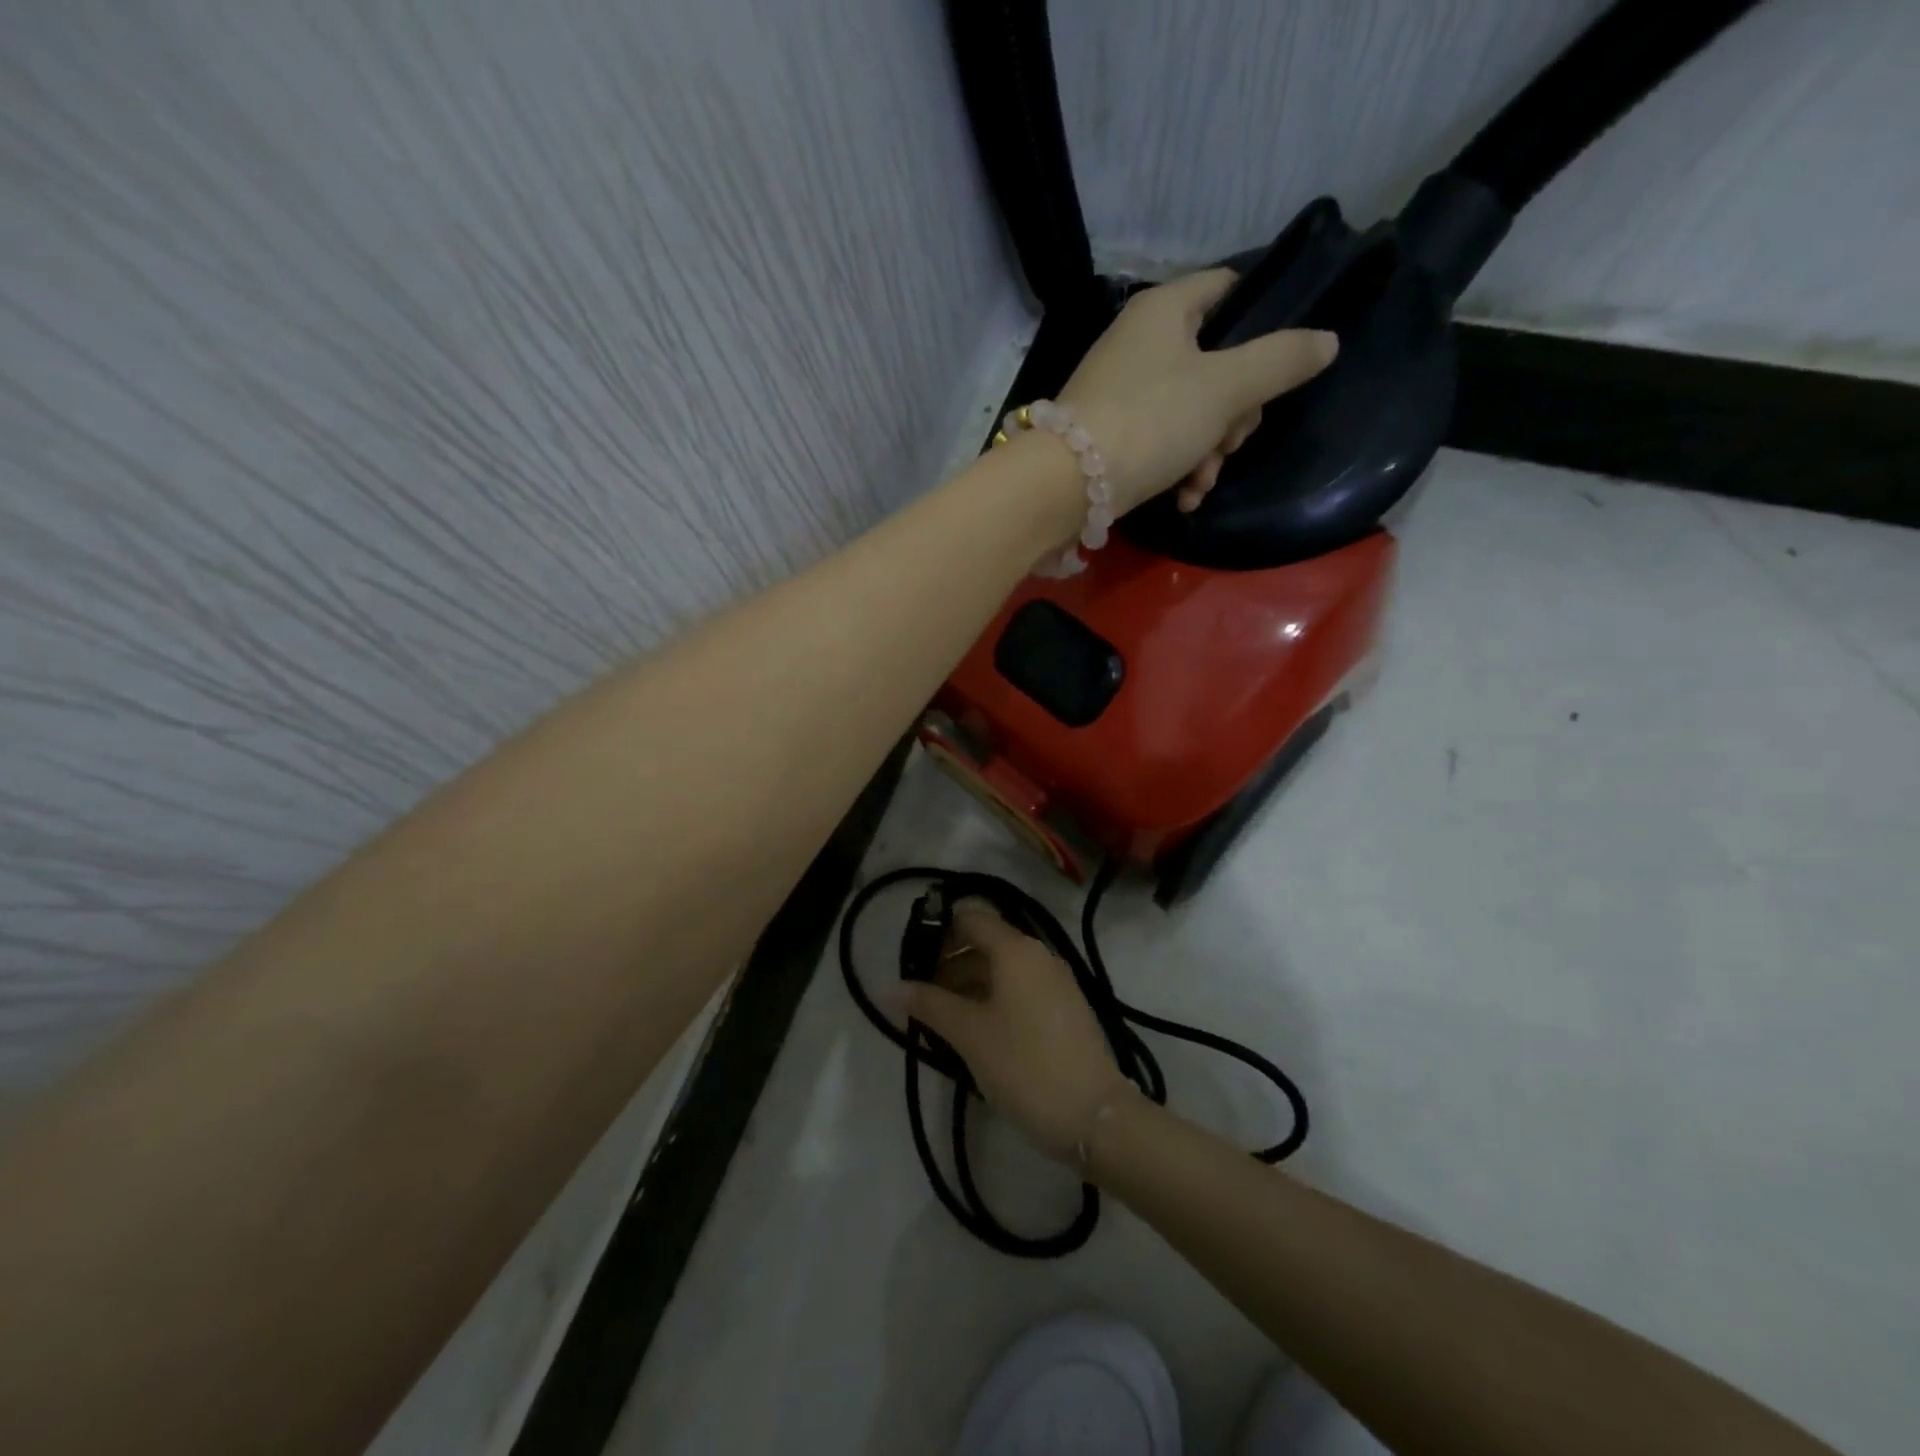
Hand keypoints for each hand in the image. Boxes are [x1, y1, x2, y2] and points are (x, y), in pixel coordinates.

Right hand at [903, 899, 1130, 1162]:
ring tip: (940, 1015)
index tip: (910, 956)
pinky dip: (993, 997)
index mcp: (1016, 950)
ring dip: (969, 982)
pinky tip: (974, 1028)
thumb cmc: (1024, 1065)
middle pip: (986, 941)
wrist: (1094, 1115)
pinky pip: (1020, 988)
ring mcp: (1056, 981)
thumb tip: (891, 987)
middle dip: (950, 960)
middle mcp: (1039, 955)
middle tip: (919, 992)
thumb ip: (929, 1005)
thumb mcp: (969, 1034)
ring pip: (1003, 968)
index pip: (971, 918)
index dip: (938, 930)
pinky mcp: (1065, 1007)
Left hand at [1057, 270, 1337, 514]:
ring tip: (1202, 481)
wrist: (1065, 486)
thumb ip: (1280, 361)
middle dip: (1235, 411)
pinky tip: (1185, 498)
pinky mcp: (1108, 436)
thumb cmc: (1150, 420)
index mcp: (1164, 310)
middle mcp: (1138, 343)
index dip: (1262, 319)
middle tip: (1232, 440)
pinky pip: (1159, 442)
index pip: (1227, 288)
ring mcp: (1120, 392)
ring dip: (1209, 450)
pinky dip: (1178, 468)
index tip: (1279, 363)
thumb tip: (1327, 341)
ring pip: (1190, 411)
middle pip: (1215, 362)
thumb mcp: (1227, 387)